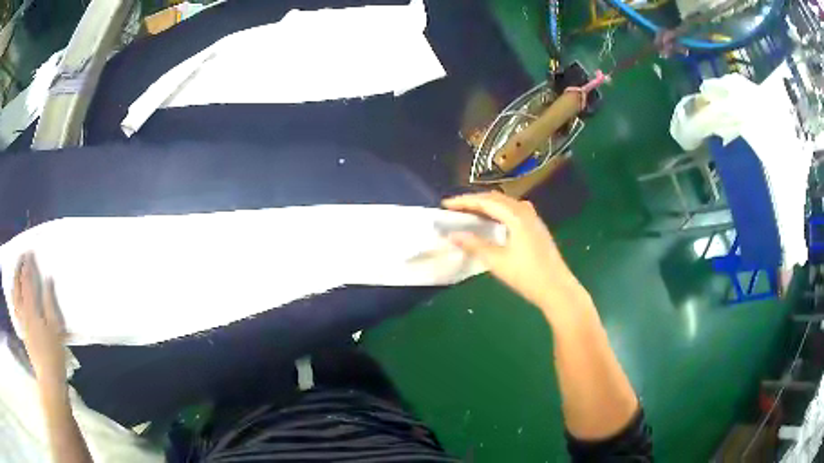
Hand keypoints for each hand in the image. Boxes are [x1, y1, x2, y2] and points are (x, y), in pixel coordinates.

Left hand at [13, 253, 67, 387]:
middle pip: (17, 286)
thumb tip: (48, 279)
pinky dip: (14, 297)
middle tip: (21, 257)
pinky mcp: (22, 331)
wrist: (49, 378)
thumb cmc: (54, 353)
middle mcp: (23, 312)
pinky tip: (15, 296)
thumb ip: (50, 302)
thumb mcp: (55, 328)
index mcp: (31, 309)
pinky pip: (15, 309)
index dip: (27, 265)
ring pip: (14, 296)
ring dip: (14, 281)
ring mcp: (21, 322)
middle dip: (18, 269)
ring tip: (16, 273)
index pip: (27, 281)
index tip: (29, 253)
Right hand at [442, 192, 590, 317]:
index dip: (464, 201)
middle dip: (475, 200)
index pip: (486, 201)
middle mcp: (525, 212)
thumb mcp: (497, 261)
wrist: (557, 289)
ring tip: (471, 212)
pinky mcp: (537, 228)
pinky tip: (494, 222)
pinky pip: (514, 211)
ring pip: (506, 204)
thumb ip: (474, 245)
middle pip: (497, 198)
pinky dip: (499, 212)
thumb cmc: (527, 275)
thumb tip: (452, 235)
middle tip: (456, 207)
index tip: (446, 204)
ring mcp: (533, 219)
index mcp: (516, 216)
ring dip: (487, 205)